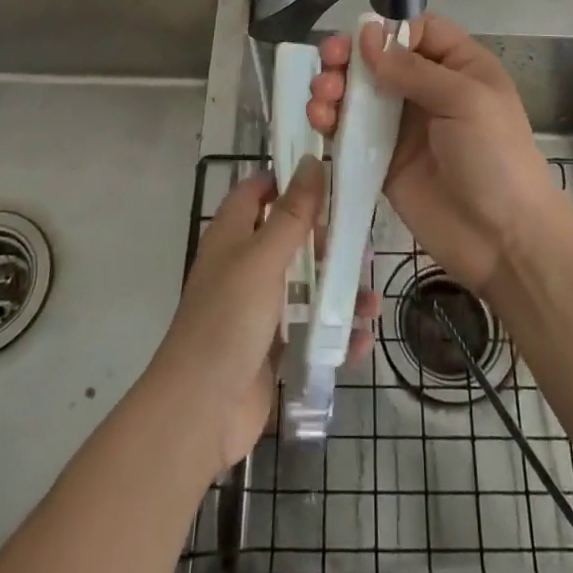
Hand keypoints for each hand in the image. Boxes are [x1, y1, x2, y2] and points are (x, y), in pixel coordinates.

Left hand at [149, 157, 372, 473]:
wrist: (200, 412)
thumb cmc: (228, 320)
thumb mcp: (263, 258)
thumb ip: (292, 213)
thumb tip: (311, 161)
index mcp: (232, 236)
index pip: (258, 191)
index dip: (288, 180)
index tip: (330, 177)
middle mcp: (245, 266)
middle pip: (291, 238)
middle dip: (328, 241)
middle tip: (362, 245)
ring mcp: (259, 309)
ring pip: (306, 286)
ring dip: (340, 291)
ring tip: (372, 302)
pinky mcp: (273, 348)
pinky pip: (310, 330)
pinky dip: (336, 334)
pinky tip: (362, 340)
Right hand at [308, 14, 561, 295]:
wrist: (503, 240)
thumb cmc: (495, 157)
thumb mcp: (465, 100)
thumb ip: (413, 68)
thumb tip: (368, 34)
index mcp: (458, 66)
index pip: (418, 31)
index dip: (388, 31)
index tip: (363, 43)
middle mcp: (428, 90)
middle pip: (380, 59)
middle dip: (349, 56)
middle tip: (328, 62)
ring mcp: (403, 126)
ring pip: (360, 93)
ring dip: (334, 86)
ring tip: (321, 95)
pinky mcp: (383, 160)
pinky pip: (351, 132)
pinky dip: (331, 121)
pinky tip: (318, 120)